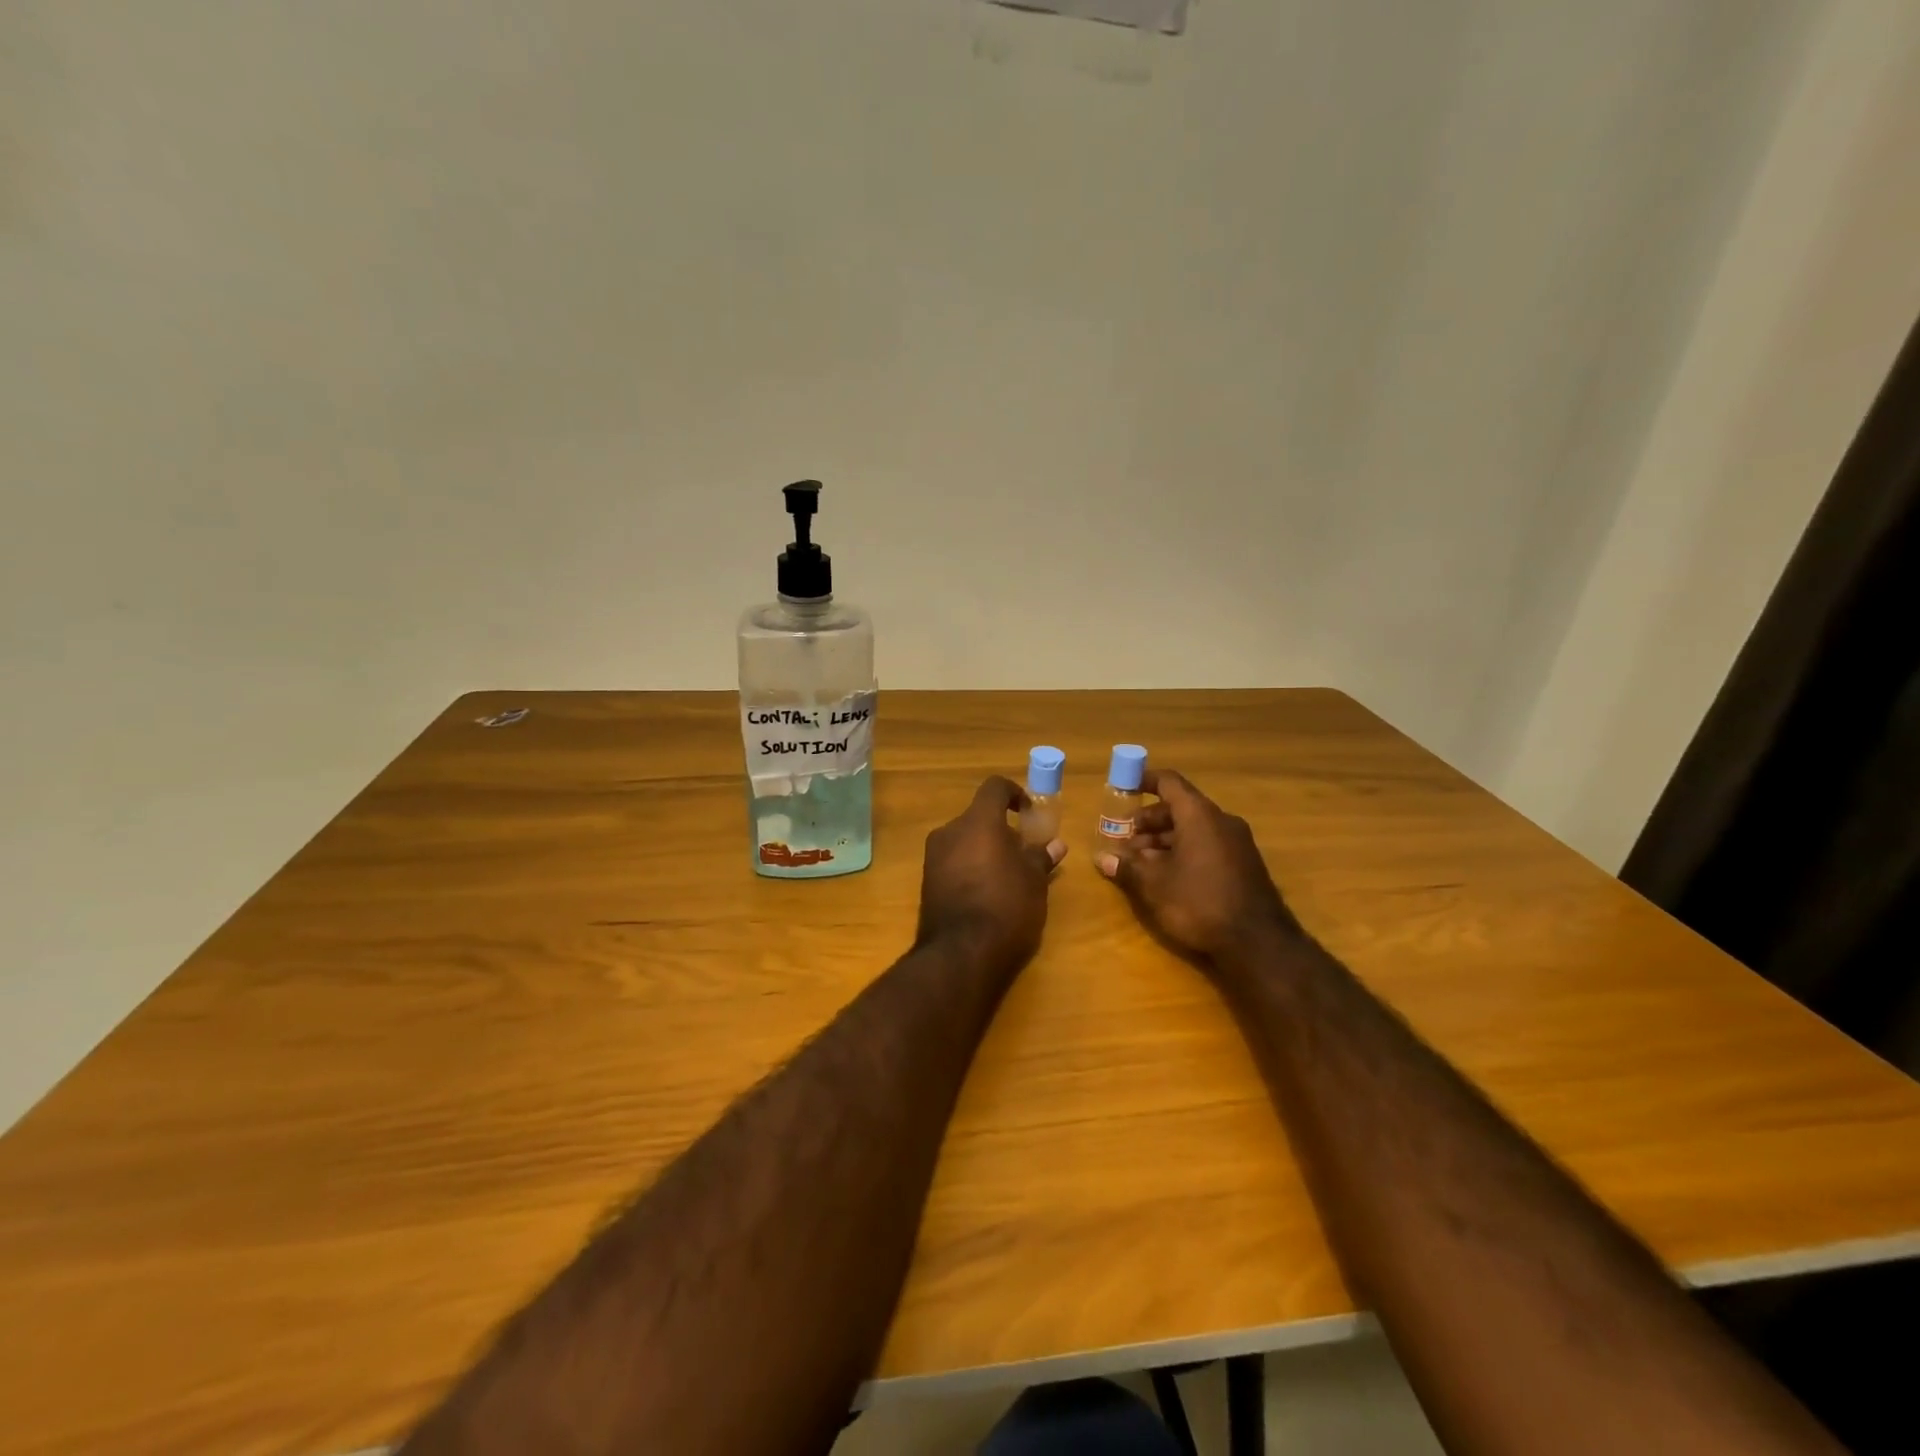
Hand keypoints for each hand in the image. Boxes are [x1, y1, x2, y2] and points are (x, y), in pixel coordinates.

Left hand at [917, 777, 1067, 974]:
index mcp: (978, 822)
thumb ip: (1041, 857)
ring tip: (1008, 877)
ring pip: (964, 840)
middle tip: (1023, 853)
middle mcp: (950, 832)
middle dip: (1001, 830)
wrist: (961, 955)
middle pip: (978, 817)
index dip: (1014, 794)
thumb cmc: (1006, 907)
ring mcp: (933, 857)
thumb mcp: (1034, 882)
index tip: (1029, 813)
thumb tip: (1055, 844)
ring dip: (985, 849)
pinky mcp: (927, 882)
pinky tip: (987, 894)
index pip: (994, 787)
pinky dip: (970, 867)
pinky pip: (953, 862)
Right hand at [1096, 769, 1299, 963]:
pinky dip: (1184, 852)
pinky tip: (1167, 877)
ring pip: (1193, 830)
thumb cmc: (1199, 902)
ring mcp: (1237, 844)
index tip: (1124, 788)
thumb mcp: (1154, 885)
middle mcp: (1221, 821)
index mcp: (1199, 815)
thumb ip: (1127, 867)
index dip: (1144, 781)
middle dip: (1149, 822)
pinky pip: (1207, 846)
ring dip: (1164, 841)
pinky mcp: (1244, 866)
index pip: (1169, 783)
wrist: (1258, 943)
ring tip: (1140, 863)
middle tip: (1125, 840)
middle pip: (1179, 808)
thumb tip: (1103, 858)